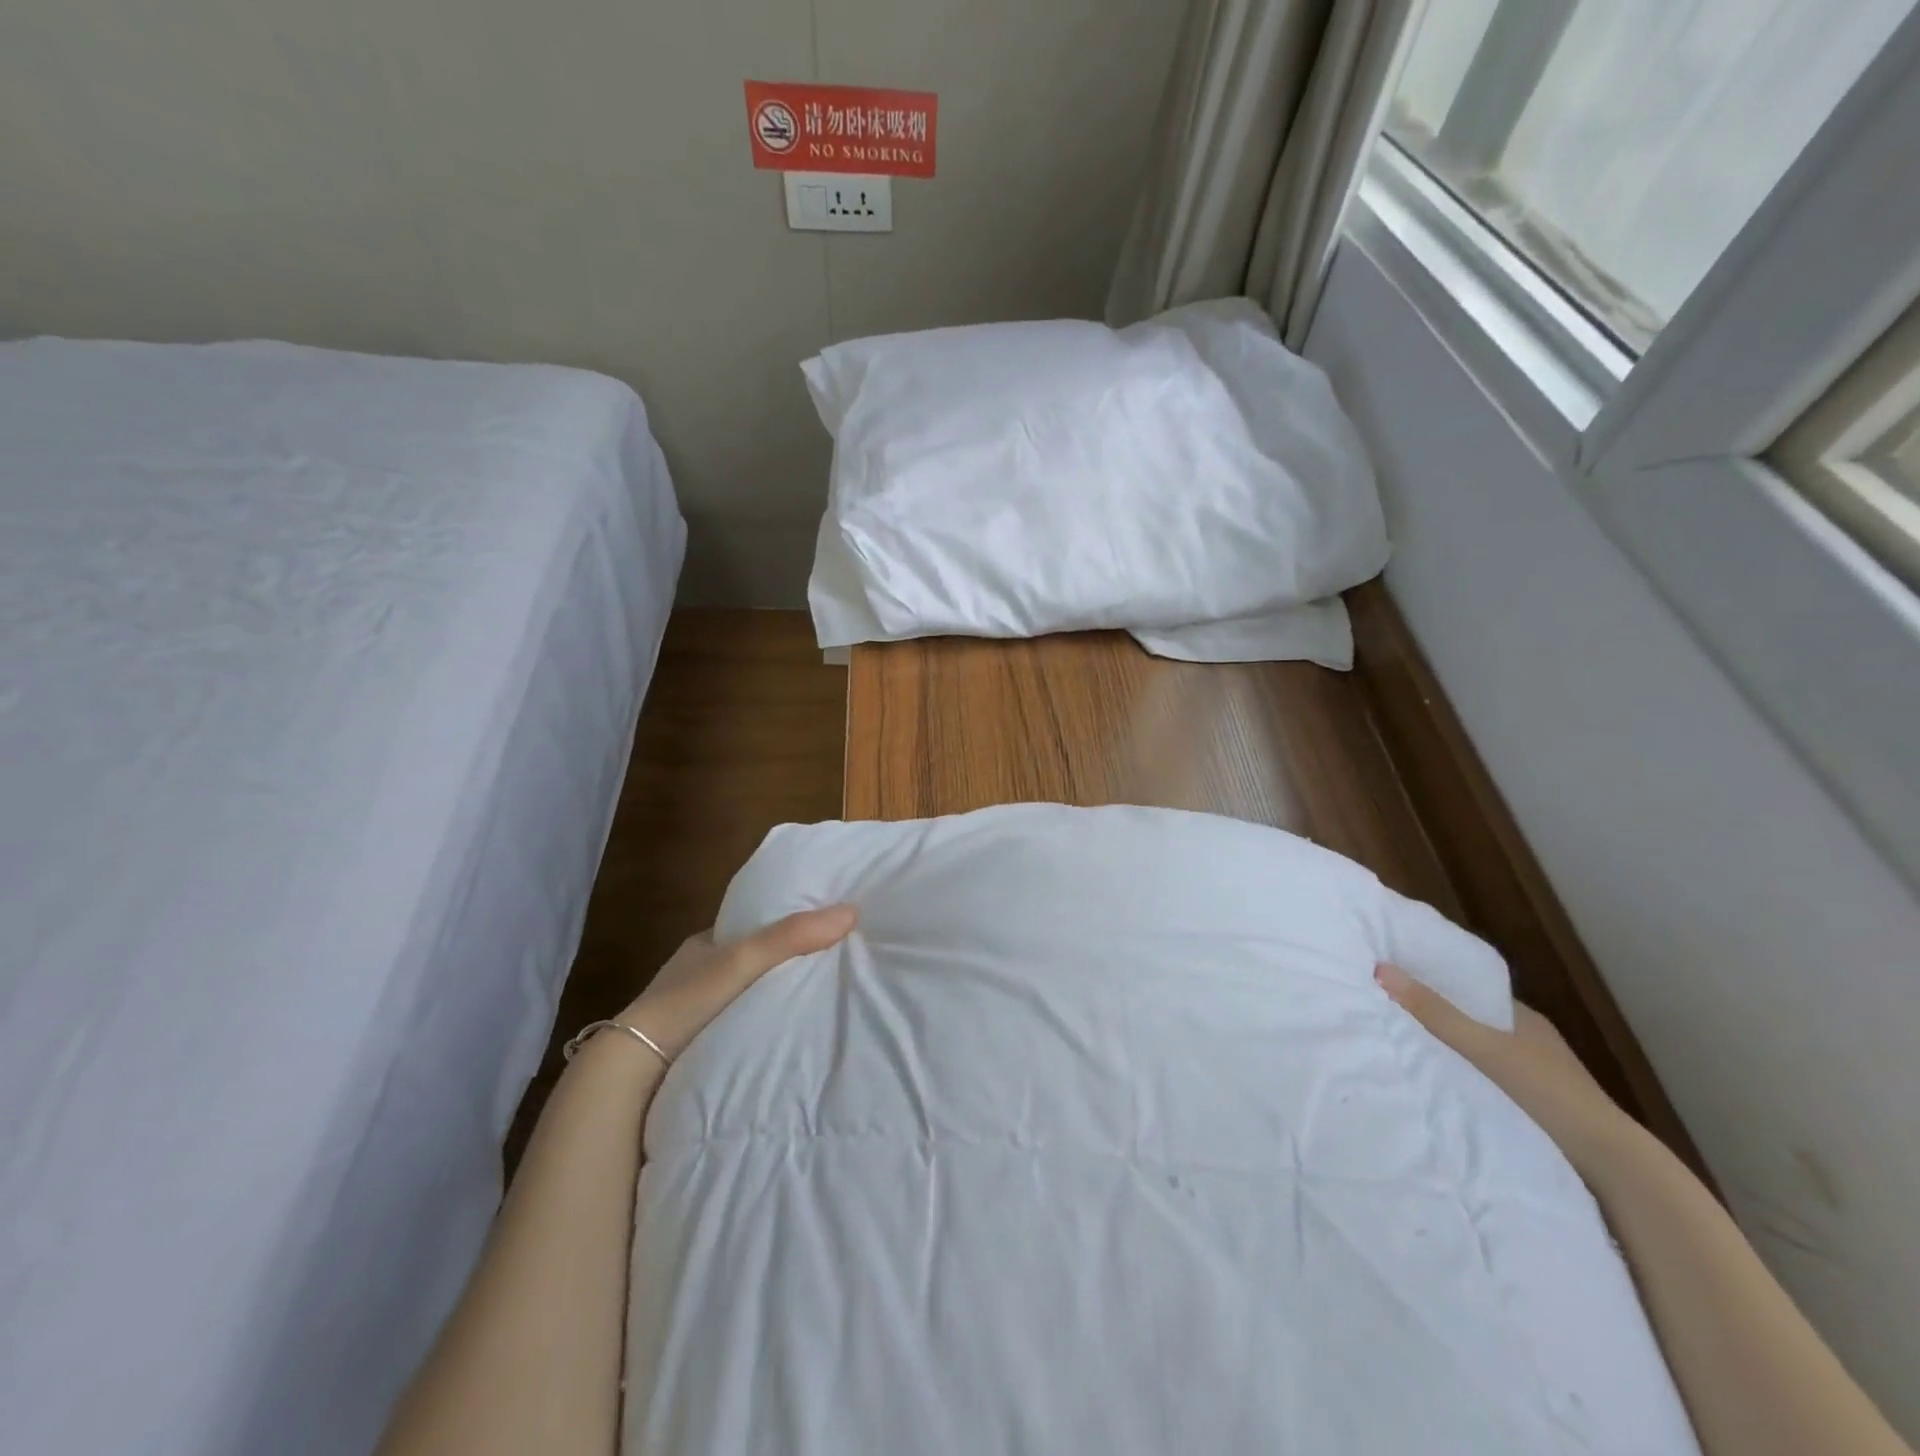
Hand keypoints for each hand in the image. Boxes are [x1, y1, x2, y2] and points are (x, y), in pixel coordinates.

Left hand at [617, 905, 857, 1061]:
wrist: (633, 1070)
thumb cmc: (686, 1001)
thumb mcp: (743, 960)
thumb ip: (792, 937)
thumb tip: (851, 912)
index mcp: (705, 942)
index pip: (754, 924)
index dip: (786, 922)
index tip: (824, 926)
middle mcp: (699, 971)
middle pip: (753, 959)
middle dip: (785, 961)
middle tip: (832, 962)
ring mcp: (696, 1009)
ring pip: (746, 992)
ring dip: (773, 994)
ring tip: (820, 995)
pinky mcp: (697, 1042)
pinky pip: (740, 1022)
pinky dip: (761, 1021)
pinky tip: (786, 1029)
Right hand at [1375, 962, 1638, 1176]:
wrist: (1611, 1167)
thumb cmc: (1548, 1093)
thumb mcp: (1484, 1048)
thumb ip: (1434, 1013)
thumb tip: (1380, 968)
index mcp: (1523, 1019)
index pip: (1470, 990)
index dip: (1435, 982)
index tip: (1394, 978)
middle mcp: (1528, 1043)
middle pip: (1471, 1022)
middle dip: (1434, 1018)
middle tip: (1385, 1011)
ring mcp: (1533, 1079)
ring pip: (1477, 1055)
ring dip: (1447, 1053)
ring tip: (1400, 1049)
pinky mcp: (1532, 1111)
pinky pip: (1482, 1083)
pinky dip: (1459, 1081)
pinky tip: (1434, 1087)